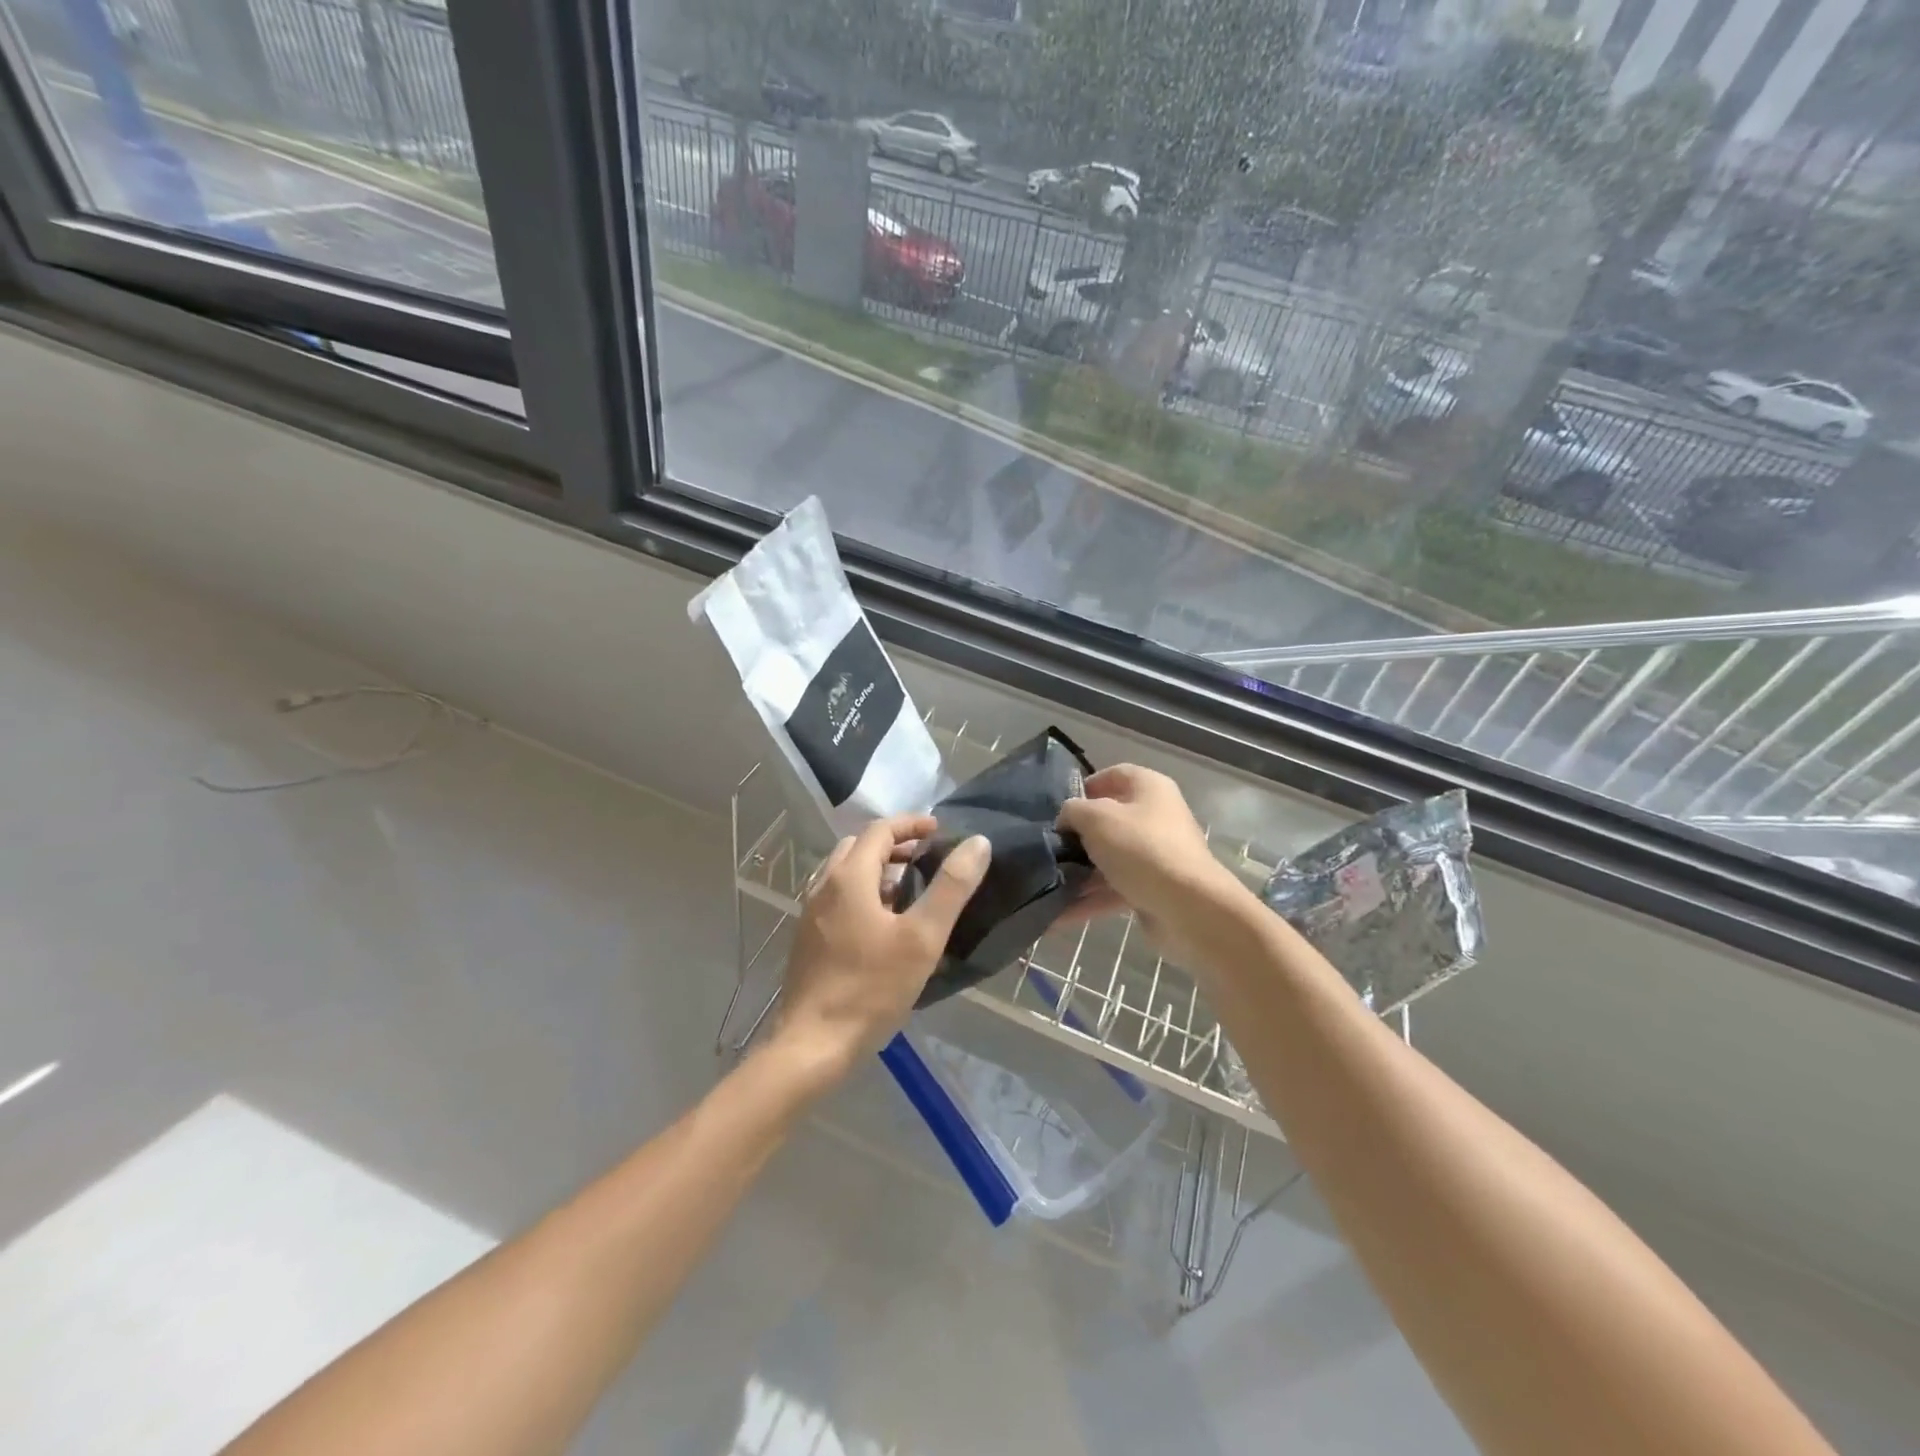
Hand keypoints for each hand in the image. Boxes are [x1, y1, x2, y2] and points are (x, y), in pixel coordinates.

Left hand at [773, 813, 991, 1085]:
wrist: (813, 1044)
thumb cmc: (871, 988)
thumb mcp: (922, 937)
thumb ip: (951, 887)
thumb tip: (977, 843)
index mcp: (849, 877)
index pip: (880, 831)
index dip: (911, 824)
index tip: (938, 830)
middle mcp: (824, 886)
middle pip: (858, 847)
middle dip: (893, 845)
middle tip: (925, 858)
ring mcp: (811, 914)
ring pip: (845, 873)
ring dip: (876, 869)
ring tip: (908, 890)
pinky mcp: (808, 939)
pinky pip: (837, 898)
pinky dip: (862, 892)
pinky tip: (882, 925)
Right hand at [1057, 765, 1240, 955]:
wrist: (1188, 907)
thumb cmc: (1141, 848)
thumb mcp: (1097, 818)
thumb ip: (1073, 811)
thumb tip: (1067, 820)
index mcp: (1149, 788)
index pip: (1114, 775)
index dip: (1086, 787)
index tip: (1060, 808)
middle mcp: (1156, 817)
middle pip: (1110, 820)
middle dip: (1078, 835)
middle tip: (1050, 846)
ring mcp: (1156, 854)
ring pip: (1110, 858)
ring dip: (1080, 872)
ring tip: (1047, 883)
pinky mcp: (1153, 888)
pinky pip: (1115, 888)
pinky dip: (1090, 899)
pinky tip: (1059, 913)